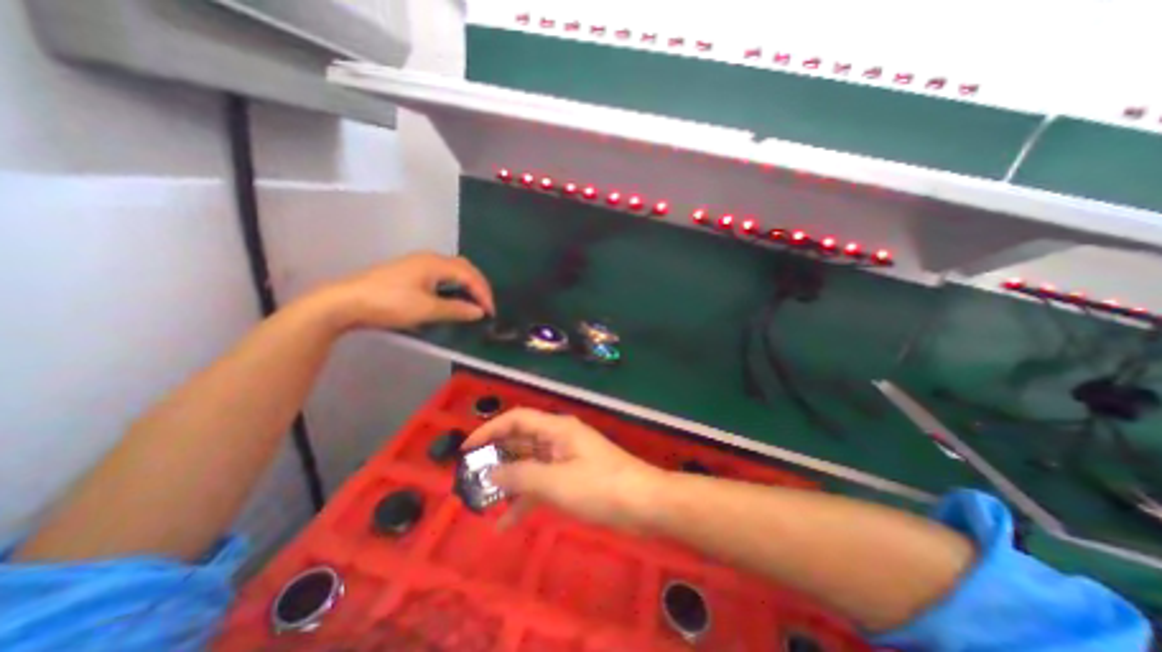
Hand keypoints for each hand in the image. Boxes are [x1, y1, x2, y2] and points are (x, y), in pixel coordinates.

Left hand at [324, 250, 496, 329]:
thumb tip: (479, 312)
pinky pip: (441, 274)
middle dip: (478, 285)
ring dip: (466, 284)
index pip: (469, 275)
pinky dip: (453, 285)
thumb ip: (456, 309)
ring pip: (451, 270)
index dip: (483, 293)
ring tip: (473, 301)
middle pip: (463, 267)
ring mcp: (417, 263)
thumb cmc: (389, 303)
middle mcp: (429, 258)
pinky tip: (451, 296)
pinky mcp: (408, 272)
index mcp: (435, 263)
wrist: (345, 302)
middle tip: (485, 304)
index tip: (490, 312)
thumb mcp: (426, 309)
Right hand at [461, 409, 662, 532]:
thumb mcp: (556, 482)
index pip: (516, 419)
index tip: (467, 449)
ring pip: (529, 464)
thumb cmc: (600, 486)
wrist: (644, 502)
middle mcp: (558, 438)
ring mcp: (565, 458)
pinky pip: (542, 482)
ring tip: (482, 500)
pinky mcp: (571, 477)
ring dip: (509, 480)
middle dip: (496, 456)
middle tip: (471, 477)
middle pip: (521, 440)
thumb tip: (491, 473)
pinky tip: (507, 522)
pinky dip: (526, 498)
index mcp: (557, 429)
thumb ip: (521, 476)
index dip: (490, 430)